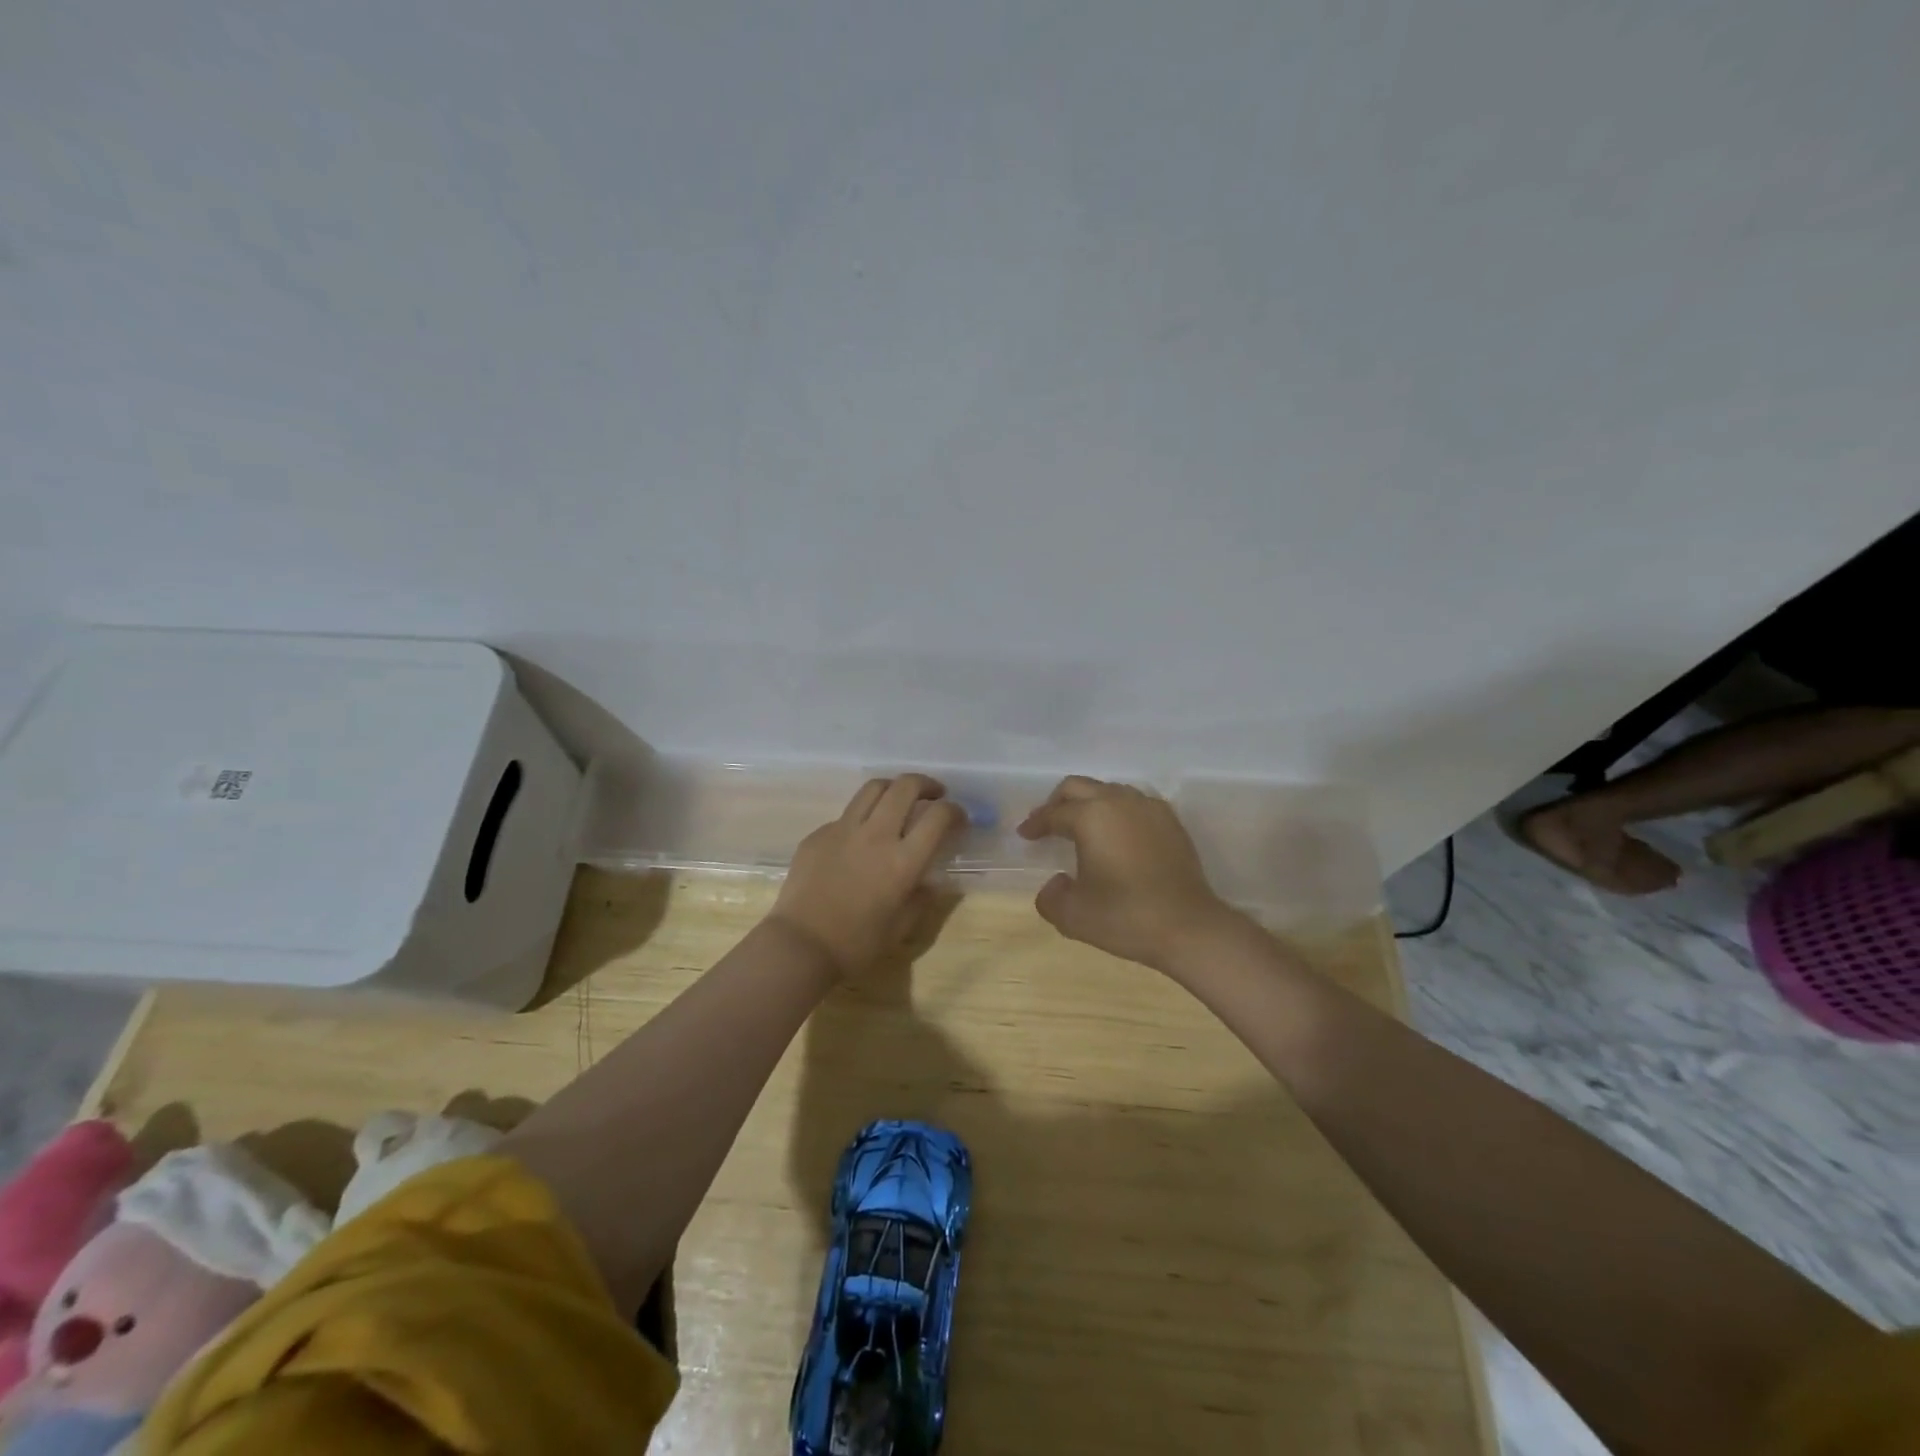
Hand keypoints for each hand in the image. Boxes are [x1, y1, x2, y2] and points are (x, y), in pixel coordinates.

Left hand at [770, 774, 964, 976]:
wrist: (800, 946)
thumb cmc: (856, 944)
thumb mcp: (900, 927)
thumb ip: (920, 899)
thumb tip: (928, 882)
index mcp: (903, 861)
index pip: (938, 817)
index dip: (954, 811)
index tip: (958, 818)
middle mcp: (876, 835)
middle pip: (905, 787)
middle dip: (926, 784)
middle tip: (933, 795)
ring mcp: (843, 830)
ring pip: (873, 788)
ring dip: (893, 788)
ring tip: (898, 800)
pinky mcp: (818, 834)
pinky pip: (845, 815)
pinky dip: (861, 817)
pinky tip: (859, 839)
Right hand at [1017, 776, 1242, 969]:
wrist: (1188, 927)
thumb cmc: (1125, 917)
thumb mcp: (1073, 915)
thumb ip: (1050, 897)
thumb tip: (1056, 883)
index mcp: (1091, 817)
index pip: (1054, 813)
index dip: (1035, 824)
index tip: (1025, 835)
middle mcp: (1119, 801)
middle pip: (1079, 787)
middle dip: (1057, 802)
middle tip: (1047, 823)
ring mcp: (1148, 808)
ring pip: (1108, 790)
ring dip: (1089, 803)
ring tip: (1081, 827)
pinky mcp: (1170, 821)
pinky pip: (1134, 803)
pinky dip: (1117, 811)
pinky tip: (1116, 834)